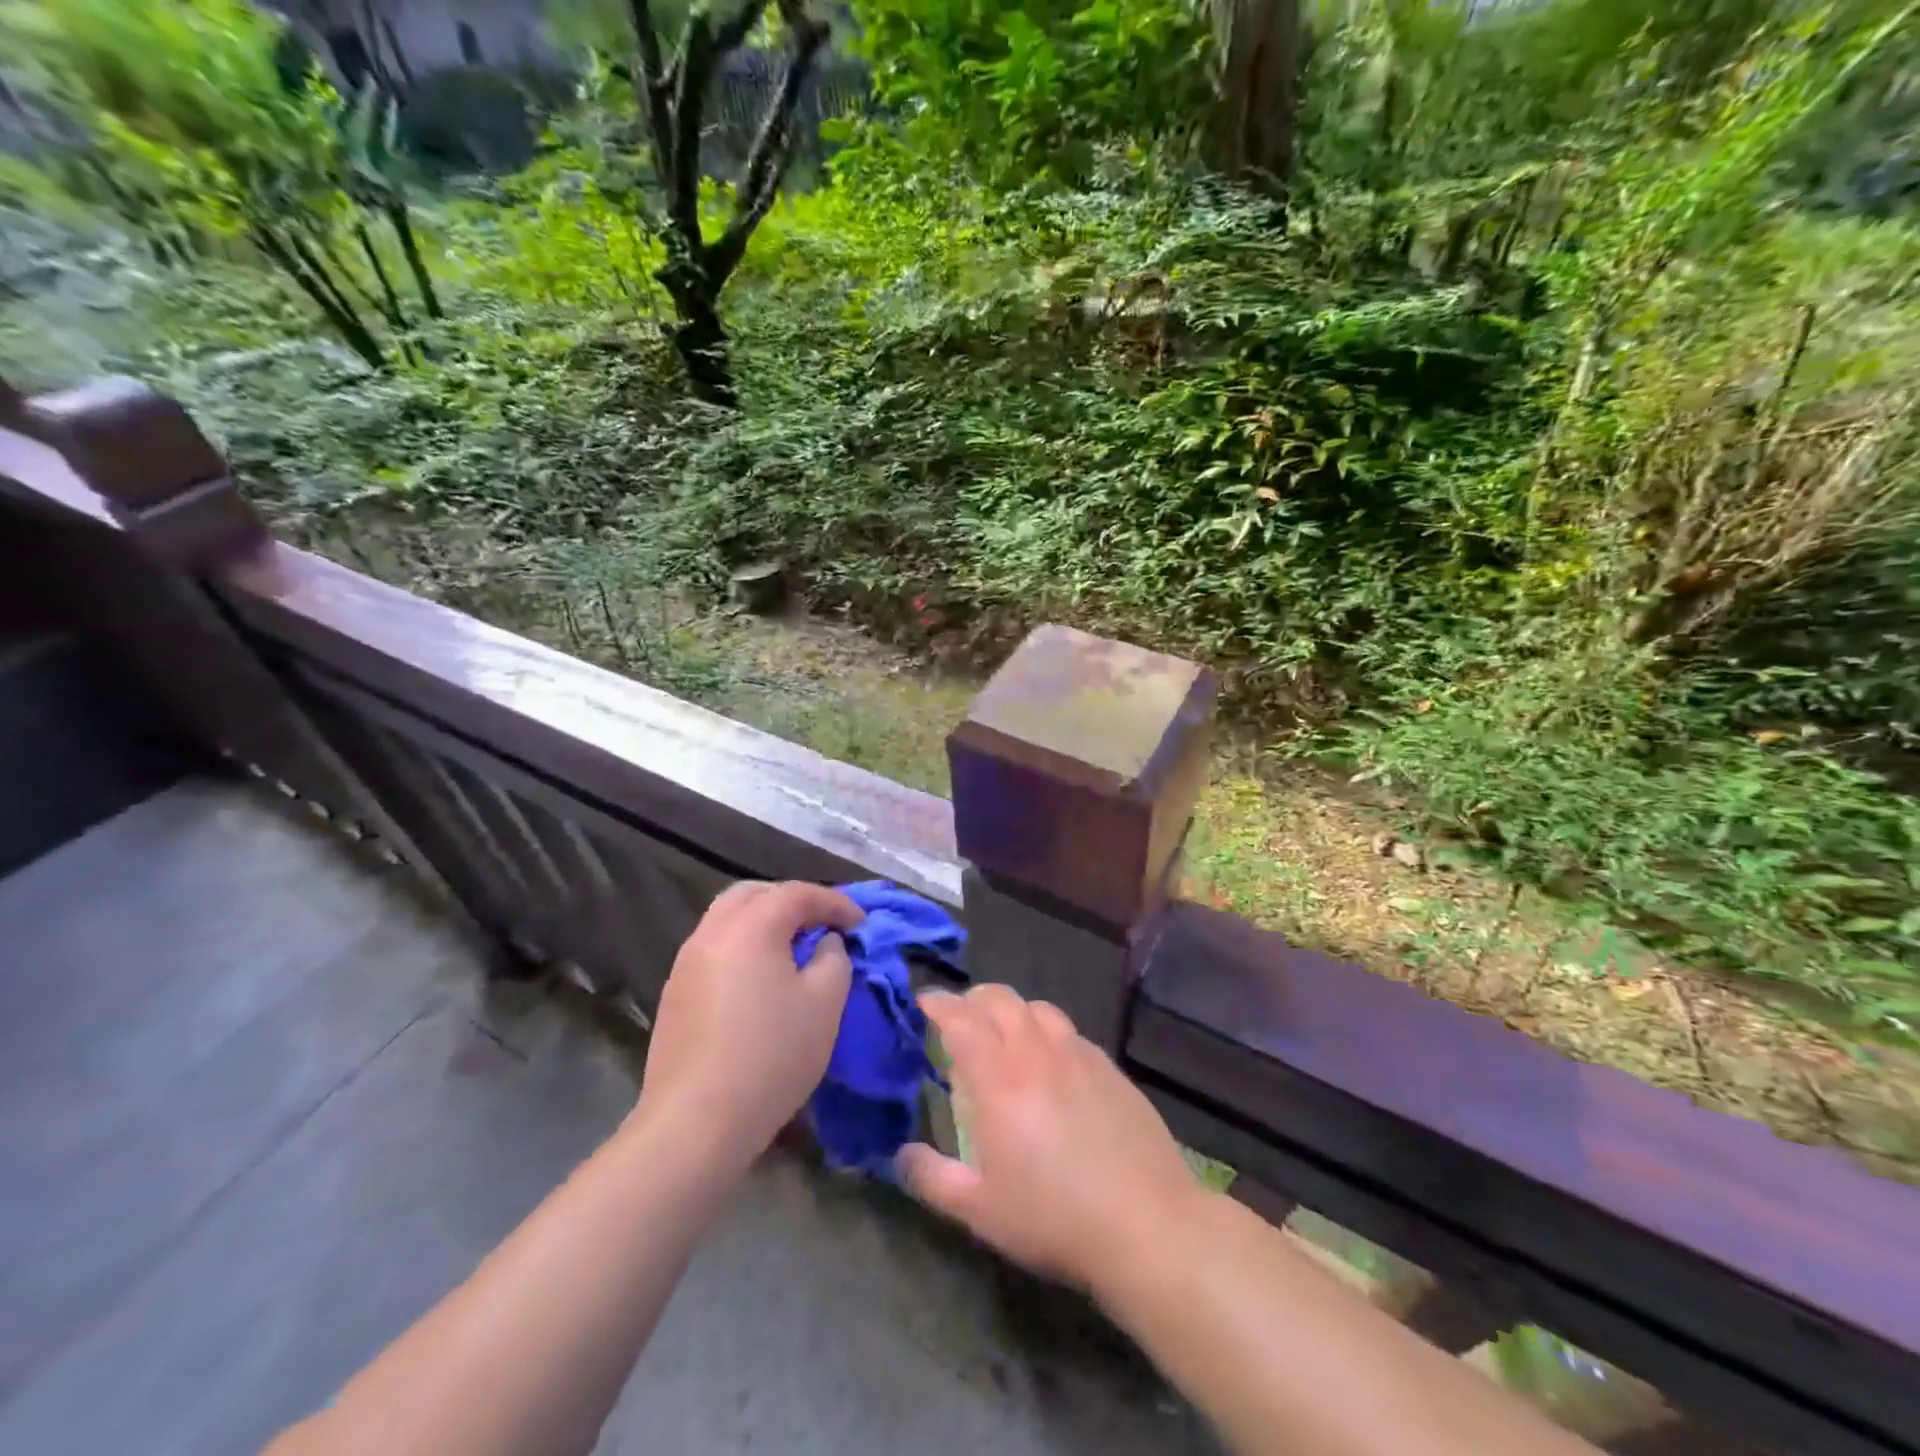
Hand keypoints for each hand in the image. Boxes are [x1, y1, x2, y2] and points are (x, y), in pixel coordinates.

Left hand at [635, 880, 862, 1169]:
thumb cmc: (772, 1056)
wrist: (696, 1122)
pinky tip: (759, 977)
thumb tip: (824, 943)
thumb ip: (834, 958)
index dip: (835, 902)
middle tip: (822, 923)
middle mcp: (713, 932)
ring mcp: (686, 962)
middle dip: (792, 901)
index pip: (798, 894)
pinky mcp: (674, 992)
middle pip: (754, 894)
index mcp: (751, 926)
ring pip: (728, 918)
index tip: (860, 923)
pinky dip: (742, 945)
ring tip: (792, 947)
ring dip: (763, 921)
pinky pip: (714, 947)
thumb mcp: (825, 1003)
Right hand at [896, 984, 1203, 1294]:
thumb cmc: (1054, 1218)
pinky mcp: (1110, 1068)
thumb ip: (933, 1178)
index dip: (939, 1003)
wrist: (1146, 1223)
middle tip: (960, 1016)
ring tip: (1004, 1032)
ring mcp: (1078, 1056)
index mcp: (999, 1082)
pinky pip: (1070, 1032)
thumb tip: (902, 1154)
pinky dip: (1047, 1031)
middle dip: (973, 998)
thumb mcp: (980, 1211)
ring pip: (1038, 1008)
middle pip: (1000, 1000)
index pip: (961, 1021)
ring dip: (1012, 1010)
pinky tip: (1051, 1060)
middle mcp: (1036, 1054)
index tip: (925, 1000)